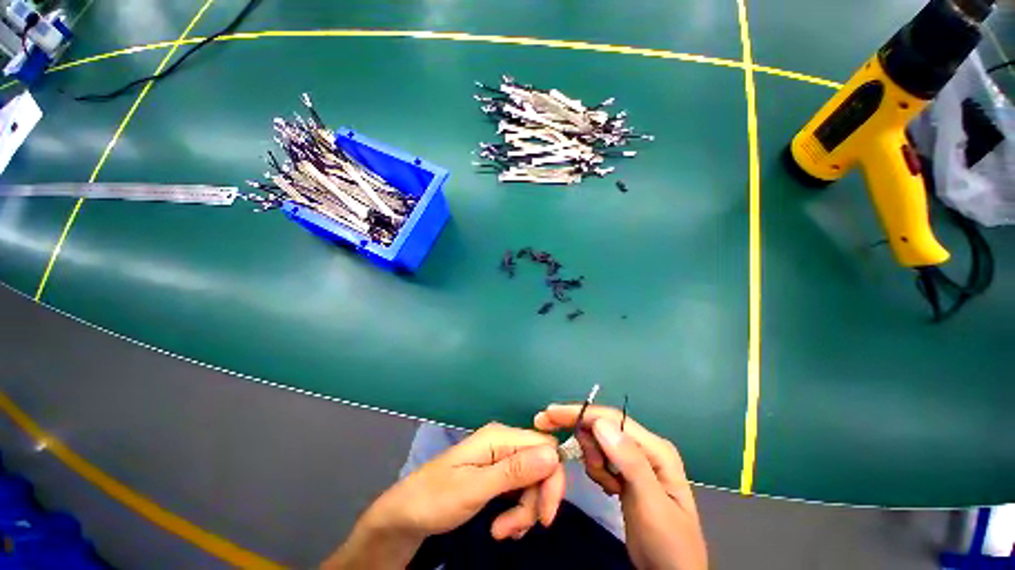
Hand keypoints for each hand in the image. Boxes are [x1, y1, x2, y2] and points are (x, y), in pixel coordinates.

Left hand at [323, 423, 564, 568]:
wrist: (406, 514)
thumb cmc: (436, 498)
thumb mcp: (475, 488)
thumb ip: (514, 471)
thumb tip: (553, 455)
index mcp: (499, 437)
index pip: (545, 445)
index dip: (552, 477)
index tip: (545, 513)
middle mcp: (503, 443)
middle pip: (540, 464)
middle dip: (534, 499)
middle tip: (515, 529)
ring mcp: (500, 459)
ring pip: (532, 481)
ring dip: (524, 510)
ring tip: (501, 532)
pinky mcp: (496, 475)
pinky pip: (520, 490)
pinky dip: (517, 511)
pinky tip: (502, 527)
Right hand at [535, 405, 707, 569]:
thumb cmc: (667, 542)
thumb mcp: (651, 505)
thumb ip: (630, 462)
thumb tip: (601, 423)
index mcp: (655, 447)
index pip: (611, 419)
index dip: (579, 413)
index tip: (549, 414)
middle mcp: (644, 446)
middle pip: (602, 428)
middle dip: (590, 446)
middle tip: (598, 475)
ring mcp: (634, 459)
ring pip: (598, 443)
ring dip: (594, 463)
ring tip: (609, 488)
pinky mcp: (624, 471)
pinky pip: (600, 459)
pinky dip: (597, 471)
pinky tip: (611, 489)